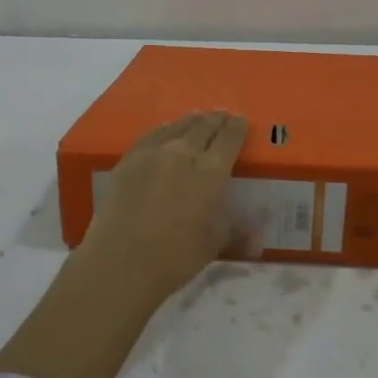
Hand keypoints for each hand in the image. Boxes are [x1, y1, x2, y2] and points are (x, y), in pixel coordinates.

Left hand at [78, 110, 248, 304]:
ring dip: (191, 121)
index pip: (229, 138)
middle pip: (203, 126)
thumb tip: (257, 235)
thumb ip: (236, 230)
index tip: (241, 121)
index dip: (237, 127)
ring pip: (177, 126)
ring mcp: (152, 153)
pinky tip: (164, 131)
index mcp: (211, 171)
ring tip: (197, 118)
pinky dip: (164, 130)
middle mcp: (183, 153)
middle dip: (216, 119)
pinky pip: (150, 135)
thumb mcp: (214, 244)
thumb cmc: (175, 256)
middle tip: (223, 115)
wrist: (121, 262)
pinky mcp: (128, 160)